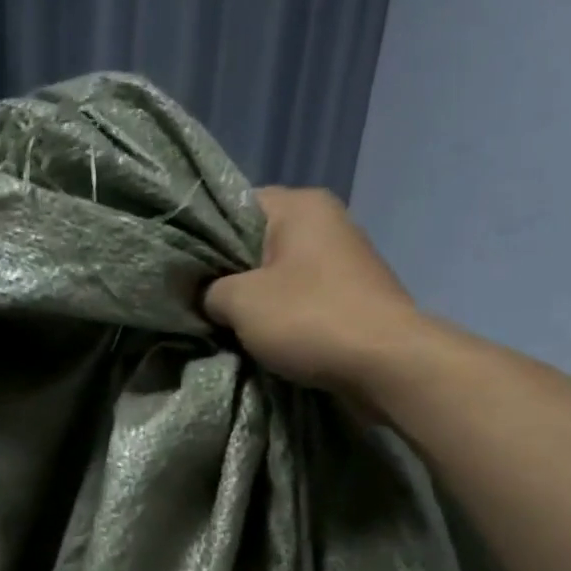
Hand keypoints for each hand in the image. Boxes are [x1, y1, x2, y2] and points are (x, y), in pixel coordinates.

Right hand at [203, 187, 429, 395]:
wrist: (386, 364)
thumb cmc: (309, 318)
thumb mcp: (239, 302)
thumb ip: (210, 291)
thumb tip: (209, 297)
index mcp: (300, 205)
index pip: (234, 206)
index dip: (204, 236)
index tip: (184, 269)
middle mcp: (326, 221)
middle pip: (257, 241)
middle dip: (228, 272)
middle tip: (197, 300)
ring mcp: (344, 258)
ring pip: (279, 273)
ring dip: (254, 298)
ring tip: (223, 322)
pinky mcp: (352, 294)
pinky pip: (301, 296)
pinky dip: (281, 313)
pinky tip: (260, 335)